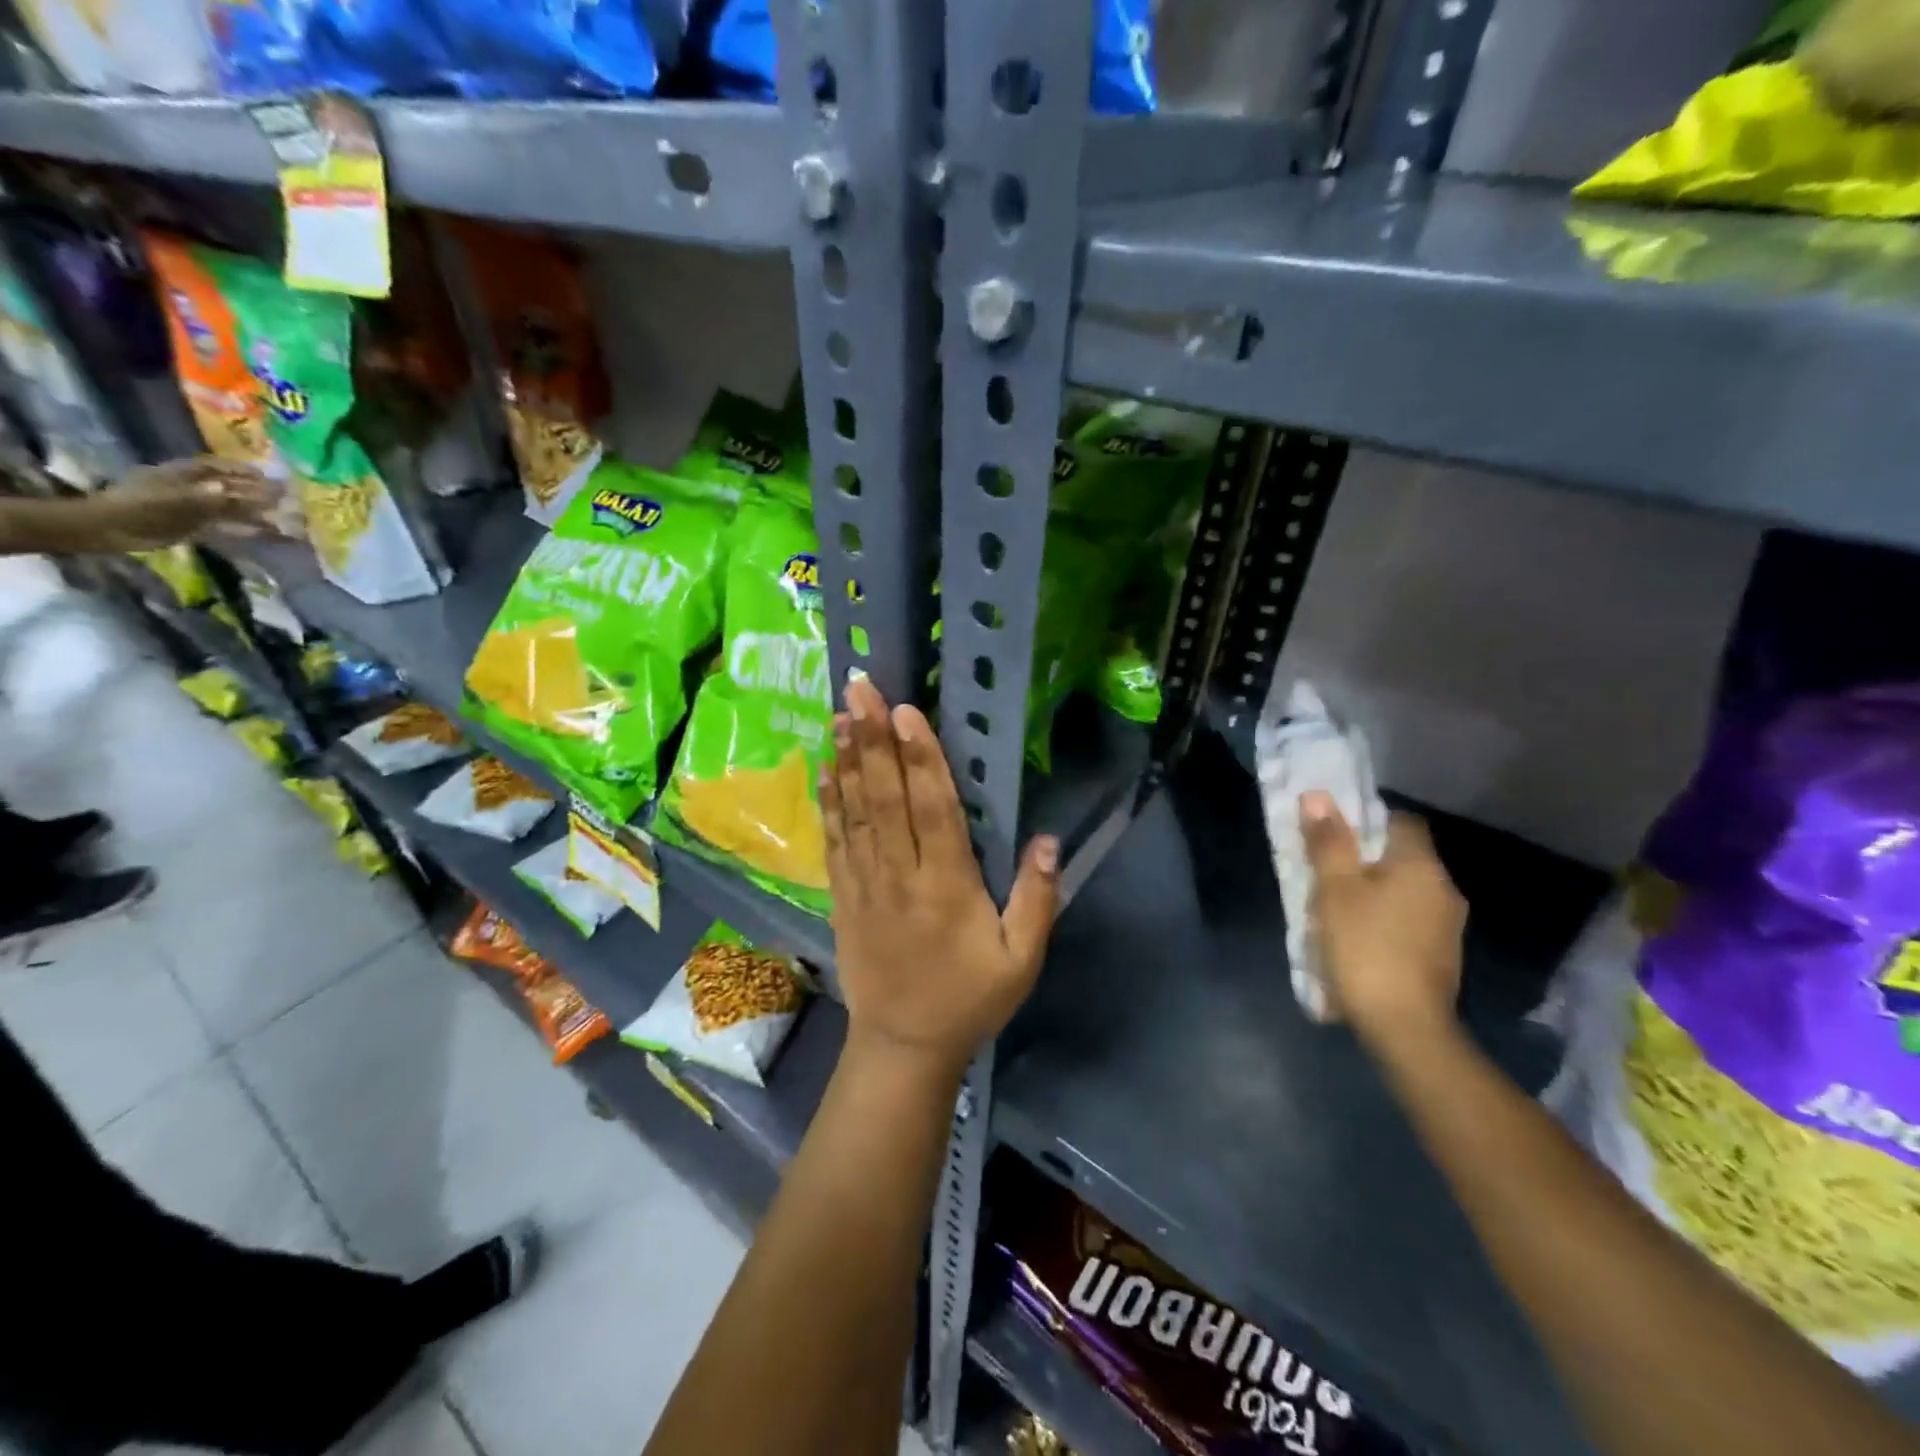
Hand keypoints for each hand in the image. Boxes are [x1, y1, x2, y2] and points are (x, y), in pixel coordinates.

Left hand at [89, 458, 280, 550]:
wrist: (109, 529)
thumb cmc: (142, 507)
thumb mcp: (183, 501)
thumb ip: (222, 500)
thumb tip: (258, 497)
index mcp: (182, 474)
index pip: (218, 467)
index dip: (242, 470)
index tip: (268, 476)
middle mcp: (189, 488)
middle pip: (228, 488)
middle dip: (256, 493)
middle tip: (285, 499)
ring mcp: (191, 508)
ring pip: (230, 509)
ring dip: (255, 513)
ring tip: (283, 519)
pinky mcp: (192, 527)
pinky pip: (225, 526)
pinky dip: (246, 529)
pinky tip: (264, 534)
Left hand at [821, 677, 1059, 1077]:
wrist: (903, 1046)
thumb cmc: (970, 999)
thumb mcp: (1022, 960)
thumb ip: (1037, 899)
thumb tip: (1049, 840)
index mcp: (947, 887)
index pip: (933, 809)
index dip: (920, 757)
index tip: (905, 710)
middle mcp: (900, 876)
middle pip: (885, 798)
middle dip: (874, 739)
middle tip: (860, 689)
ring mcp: (864, 885)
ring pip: (855, 812)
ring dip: (848, 759)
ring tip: (840, 713)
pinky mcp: (843, 897)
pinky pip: (835, 841)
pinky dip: (830, 801)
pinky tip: (826, 767)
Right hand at [1301, 790, 1466, 1049]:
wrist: (1405, 1027)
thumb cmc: (1365, 947)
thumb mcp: (1334, 890)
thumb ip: (1328, 842)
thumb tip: (1318, 796)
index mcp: (1421, 866)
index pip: (1401, 821)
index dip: (1367, 819)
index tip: (1334, 832)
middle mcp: (1444, 890)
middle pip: (1401, 858)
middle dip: (1364, 859)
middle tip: (1324, 870)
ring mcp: (1447, 927)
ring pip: (1404, 892)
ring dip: (1373, 893)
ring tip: (1333, 907)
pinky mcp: (1441, 958)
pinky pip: (1408, 922)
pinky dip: (1384, 920)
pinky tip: (1357, 939)